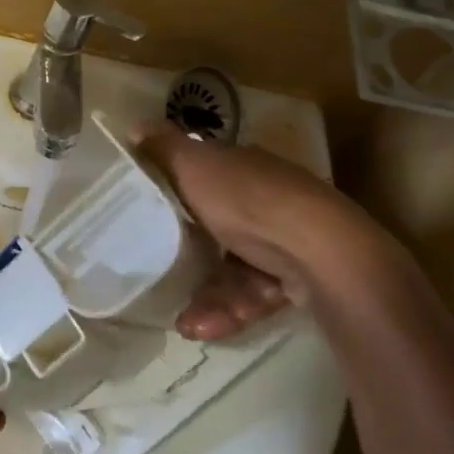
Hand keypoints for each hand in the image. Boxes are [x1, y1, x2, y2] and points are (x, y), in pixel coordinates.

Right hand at [140, 127, 400, 341]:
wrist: (320, 253)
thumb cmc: (249, 201)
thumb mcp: (196, 167)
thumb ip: (164, 148)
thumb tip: (133, 125)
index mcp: (245, 168)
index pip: (206, 176)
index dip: (177, 192)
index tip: (146, 215)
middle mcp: (267, 200)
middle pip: (217, 228)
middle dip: (187, 257)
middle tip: (158, 276)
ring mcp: (285, 242)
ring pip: (234, 270)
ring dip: (207, 297)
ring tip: (184, 323)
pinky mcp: (297, 281)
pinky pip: (253, 296)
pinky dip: (229, 311)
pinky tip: (203, 328)